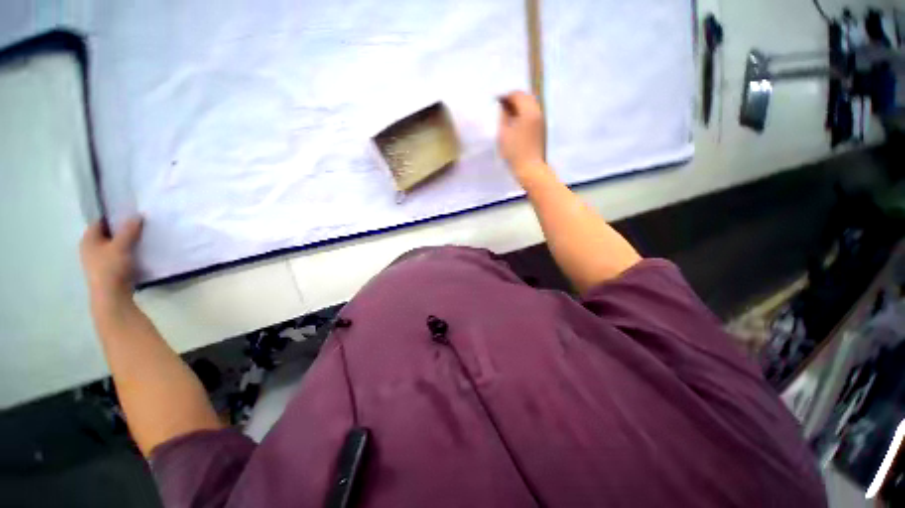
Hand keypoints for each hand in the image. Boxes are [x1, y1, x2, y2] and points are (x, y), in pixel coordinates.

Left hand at [80, 217, 143, 308]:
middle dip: (121, 230)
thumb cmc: (111, 267)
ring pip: (112, 246)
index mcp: (88, 239)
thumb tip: (137, 215)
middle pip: (106, 234)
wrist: (111, 296)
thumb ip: (129, 230)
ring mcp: (97, 260)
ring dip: (125, 242)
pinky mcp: (106, 270)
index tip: (130, 215)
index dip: (114, 217)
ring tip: (140, 240)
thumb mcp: (121, 246)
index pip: (100, 222)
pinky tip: (137, 254)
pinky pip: (116, 256)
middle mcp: (89, 248)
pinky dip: (126, 252)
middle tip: (138, 226)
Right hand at [498, 91, 547, 183]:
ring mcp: (541, 120)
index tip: (496, 100)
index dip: (506, 95)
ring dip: (519, 105)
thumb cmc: (515, 152)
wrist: (530, 168)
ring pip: (530, 105)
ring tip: (507, 114)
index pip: (517, 94)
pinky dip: (523, 112)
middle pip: (526, 97)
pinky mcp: (541, 128)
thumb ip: (503, 116)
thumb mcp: (504, 133)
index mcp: (528, 111)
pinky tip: (515, 121)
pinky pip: (532, 113)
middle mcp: (537, 112)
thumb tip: (503, 106)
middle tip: (501, 105)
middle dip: (513, 98)